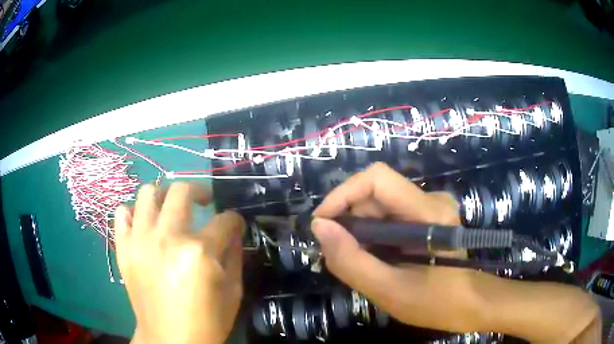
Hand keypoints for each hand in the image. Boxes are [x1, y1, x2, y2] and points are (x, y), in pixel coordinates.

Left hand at [114, 183, 244, 343]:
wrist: (170, 340)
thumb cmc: (207, 321)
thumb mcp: (233, 292)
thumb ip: (235, 256)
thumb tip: (233, 232)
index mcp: (199, 252)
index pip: (225, 220)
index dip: (235, 220)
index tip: (234, 224)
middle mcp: (167, 237)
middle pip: (182, 191)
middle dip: (200, 192)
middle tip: (204, 203)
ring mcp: (140, 240)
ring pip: (147, 193)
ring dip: (164, 196)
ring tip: (170, 209)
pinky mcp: (123, 249)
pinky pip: (121, 214)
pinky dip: (133, 213)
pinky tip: (144, 225)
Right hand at [312, 163, 599, 342]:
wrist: (471, 304)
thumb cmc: (438, 303)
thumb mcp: (389, 291)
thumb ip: (352, 261)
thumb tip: (319, 228)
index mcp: (429, 213)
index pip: (377, 178)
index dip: (343, 194)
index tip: (322, 224)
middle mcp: (430, 200)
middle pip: (375, 193)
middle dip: (348, 219)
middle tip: (336, 253)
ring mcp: (430, 207)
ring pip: (379, 205)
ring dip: (358, 230)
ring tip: (354, 260)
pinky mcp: (426, 217)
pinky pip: (388, 216)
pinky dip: (371, 234)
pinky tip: (372, 257)